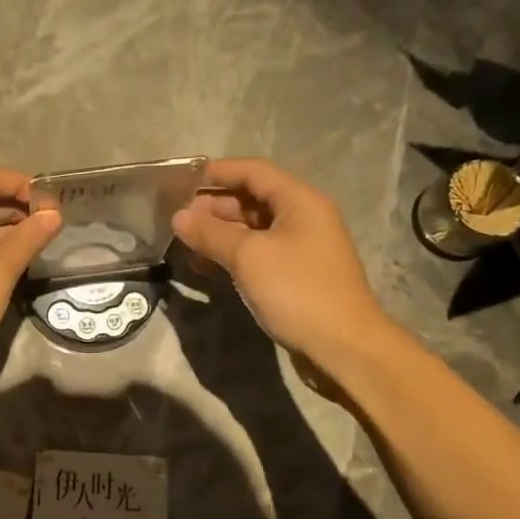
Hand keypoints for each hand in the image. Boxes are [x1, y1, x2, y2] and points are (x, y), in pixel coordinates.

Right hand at [171, 157, 395, 362]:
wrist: (343, 347)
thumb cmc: (297, 291)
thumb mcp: (248, 257)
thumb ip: (211, 233)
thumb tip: (178, 217)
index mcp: (299, 201)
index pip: (253, 171)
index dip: (217, 172)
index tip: (181, 181)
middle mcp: (303, 218)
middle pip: (252, 199)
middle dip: (213, 205)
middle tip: (177, 218)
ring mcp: (300, 248)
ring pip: (252, 229)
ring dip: (219, 232)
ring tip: (185, 242)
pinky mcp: (295, 275)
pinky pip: (257, 254)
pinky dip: (231, 255)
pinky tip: (204, 267)